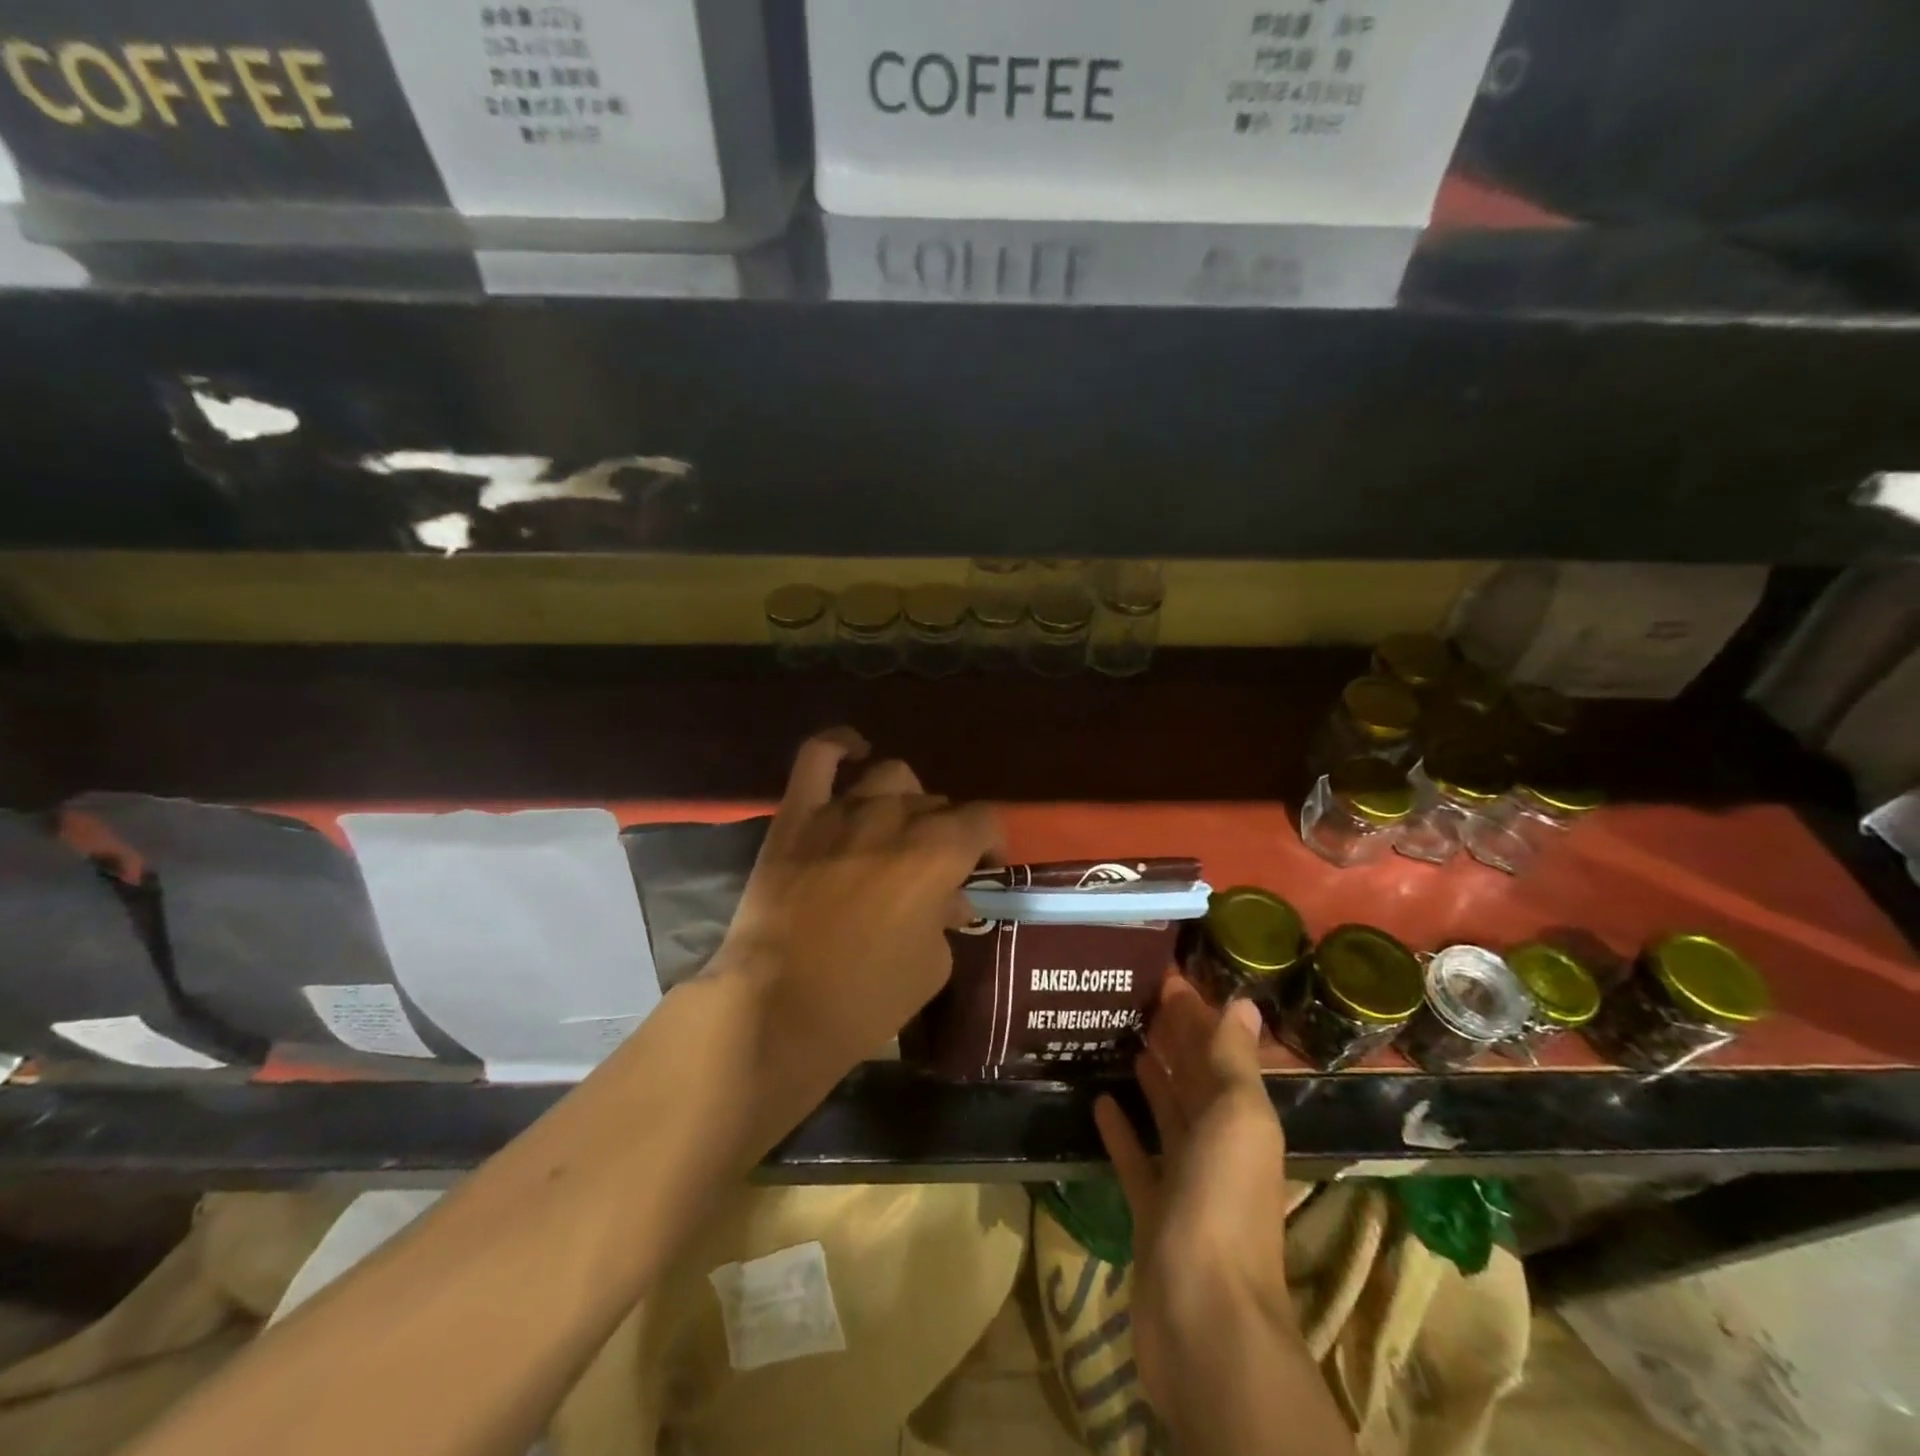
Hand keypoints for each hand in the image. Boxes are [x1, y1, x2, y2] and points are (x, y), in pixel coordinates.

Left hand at [720, 728, 1004, 1080]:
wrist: (775, 1009)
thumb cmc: (865, 998)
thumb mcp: (931, 966)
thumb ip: (946, 919)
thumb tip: (949, 899)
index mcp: (938, 852)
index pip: (984, 819)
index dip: (990, 842)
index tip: (983, 869)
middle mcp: (895, 818)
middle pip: (936, 802)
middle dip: (945, 832)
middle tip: (933, 869)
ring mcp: (842, 811)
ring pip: (890, 777)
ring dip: (904, 800)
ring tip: (897, 828)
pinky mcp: (797, 817)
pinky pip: (817, 758)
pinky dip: (839, 746)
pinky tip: (854, 750)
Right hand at [1094, 980, 1297, 1433]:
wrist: (1204, 1319)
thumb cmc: (1223, 1203)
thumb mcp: (1236, 1118)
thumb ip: (1233, 1061)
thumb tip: (1243, 1003)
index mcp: (1243, 1119)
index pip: (1218, 1051)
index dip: (1197, 1014)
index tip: (1165, 976)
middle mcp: (1218, 1145)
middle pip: (1194, 1079)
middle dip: (1174, 1039)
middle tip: (1136, 997)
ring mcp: (1185, 1181)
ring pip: (1167, 1114)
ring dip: (1151, 1078)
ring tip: (1122, 1038)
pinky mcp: (1152, 1210)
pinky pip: (1136, 1157)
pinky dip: (1123, 1130)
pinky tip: (1100, 1101)